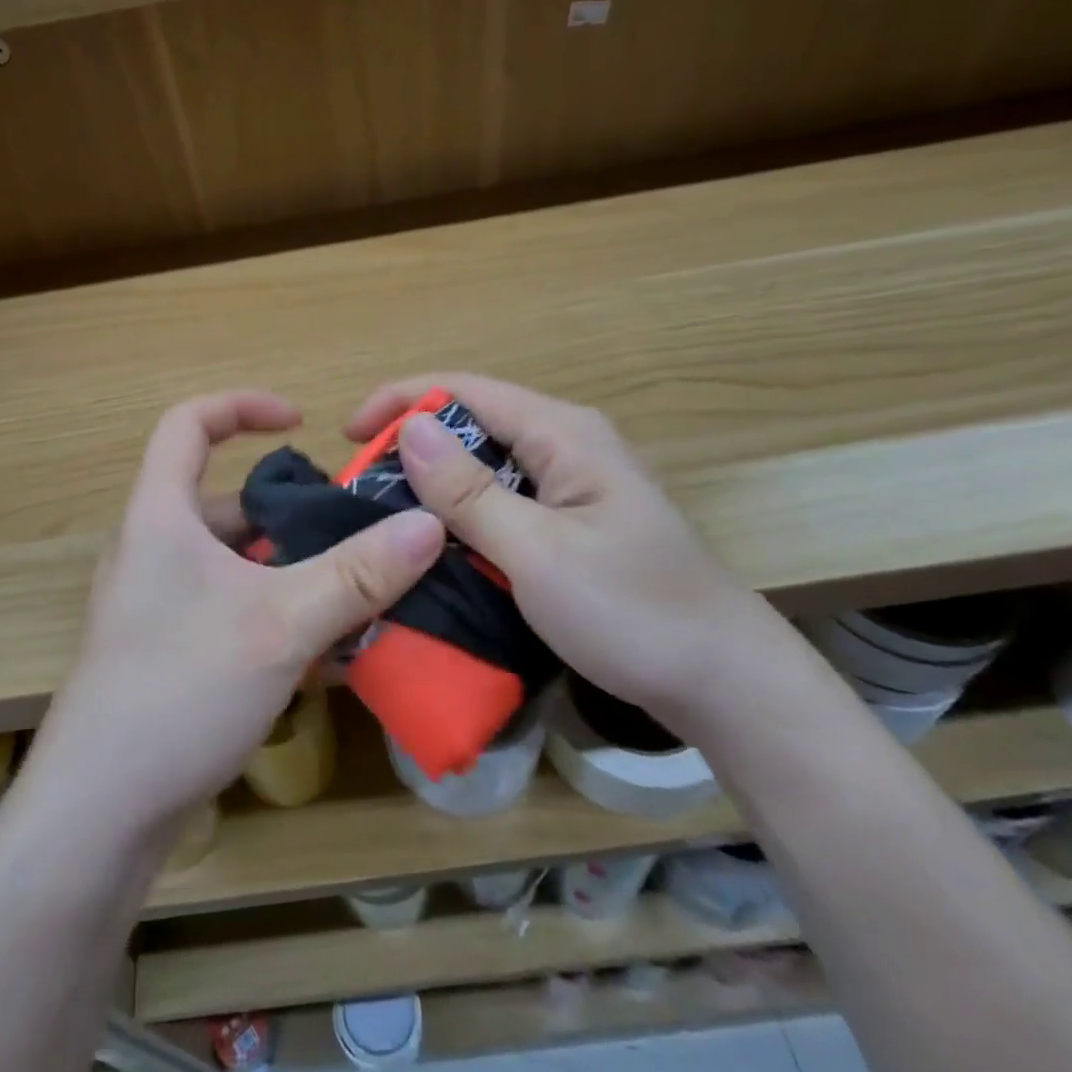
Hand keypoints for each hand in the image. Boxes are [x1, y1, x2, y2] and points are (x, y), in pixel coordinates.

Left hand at [26, 391, 444, 854]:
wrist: (99, 813)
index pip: (189, 423)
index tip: (301, 421)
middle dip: (292, 512)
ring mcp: (158, 605)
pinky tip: (324, 653)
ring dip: (293, 571)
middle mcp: (153, 550)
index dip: (243, 406)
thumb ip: (357, 575)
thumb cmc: (179, 690)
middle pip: (227, 502)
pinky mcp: (168, 651)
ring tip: (357, 594)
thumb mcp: (280, 624)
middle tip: (354, 532)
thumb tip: (430, 524)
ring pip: (236, 563)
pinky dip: (275, 613)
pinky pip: (230, 608)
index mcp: (160, 516)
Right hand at [346, 374, 801, 732]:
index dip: (401, 400)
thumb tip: (410, 428)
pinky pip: (504, 500)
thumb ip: (470, 492)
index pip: (466, 390)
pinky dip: (464, 512)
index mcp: (564, 434)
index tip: (347, 435)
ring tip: (386, 515)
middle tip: (361, 489)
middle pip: (474, 422)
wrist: (724, 681)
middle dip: (414, 445)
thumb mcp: (538, 553)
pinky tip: (437, 542)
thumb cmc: (632, 613)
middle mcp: (568, 445)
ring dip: (436, 483)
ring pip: (487, 465)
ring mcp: (574, 484)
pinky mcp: (574, 521)